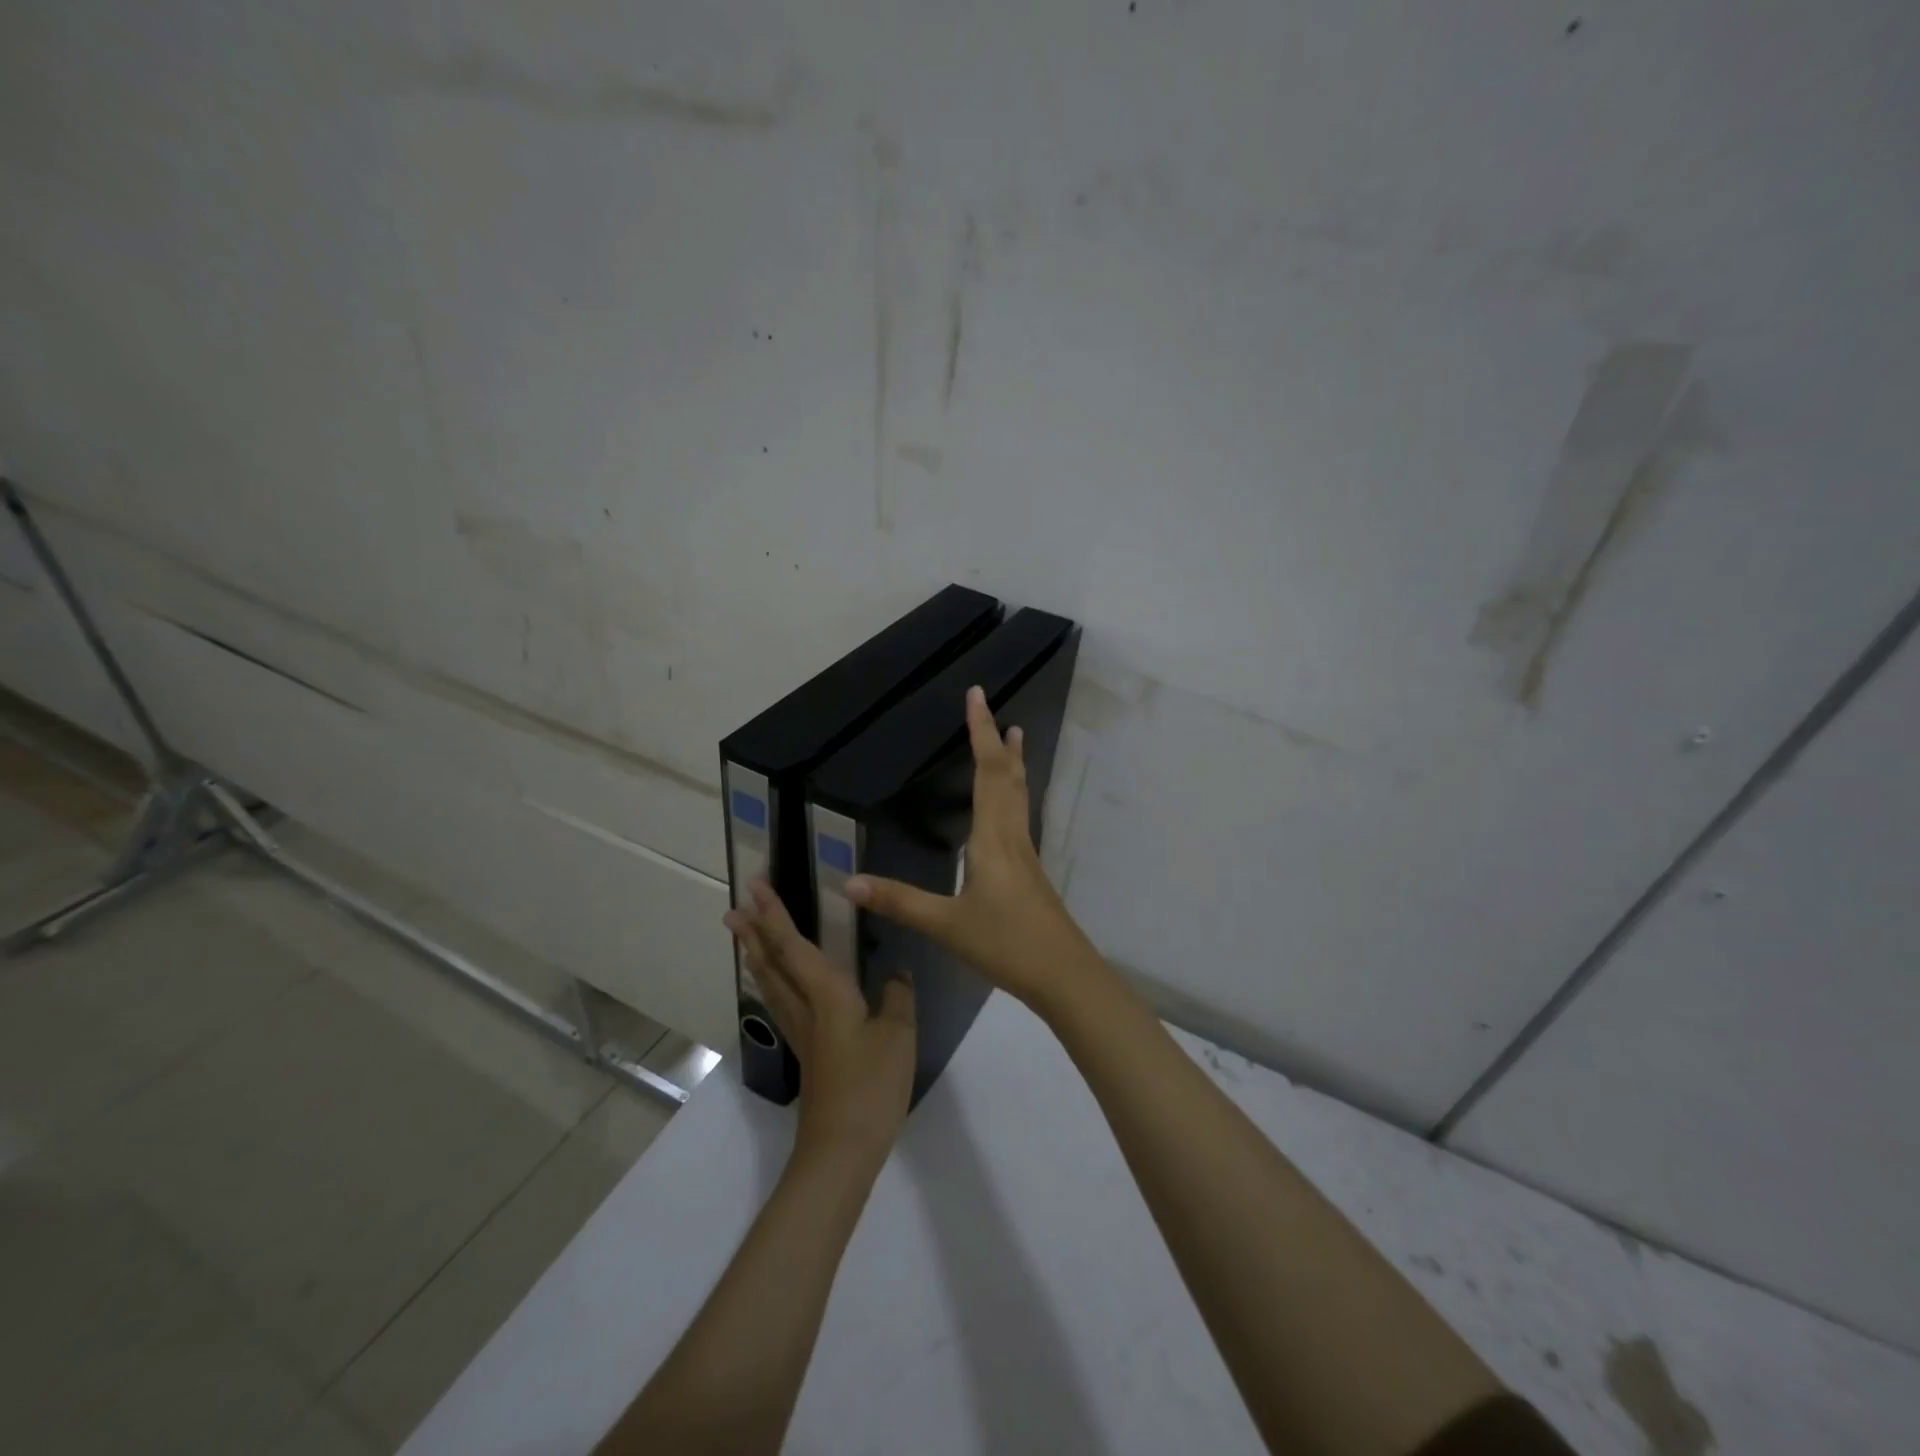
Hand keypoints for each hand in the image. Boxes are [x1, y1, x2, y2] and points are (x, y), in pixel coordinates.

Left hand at [725, 880, 916, 1166]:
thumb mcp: (898, 1035)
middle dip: (754, 933)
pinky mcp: (807, 1052)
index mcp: (826, 995)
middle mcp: (805, 1008)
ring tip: (746, 937)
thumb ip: (898, 996)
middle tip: (734, 908)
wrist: (841, 1149)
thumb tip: (897, 971)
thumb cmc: (871, 1086)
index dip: (774, 915)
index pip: (793, 946)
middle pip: (772, 963)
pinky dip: (772, 982)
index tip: (755, 887)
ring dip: (757, 956)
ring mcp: (802, 1033)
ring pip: (772, 984)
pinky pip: (782, 1003)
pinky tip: (779, 986)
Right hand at [846, 685, 1097, 1012]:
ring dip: (1012, 765)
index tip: (978, 695)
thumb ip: (899, 902)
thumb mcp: (946, 925)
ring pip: (1019, 796)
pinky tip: (1007, 810)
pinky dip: (1012, 794)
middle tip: (995, 710)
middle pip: (1008, 777)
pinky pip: (1019, 818)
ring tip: (1014, 741)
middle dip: (999, 741)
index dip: (981, 732)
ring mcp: (1026, 855)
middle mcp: (1012, 837)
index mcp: (992, 838)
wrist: (1064, 975)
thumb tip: (849, 882)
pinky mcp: (1030, 873)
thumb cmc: (1007, 944)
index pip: (987, 771)